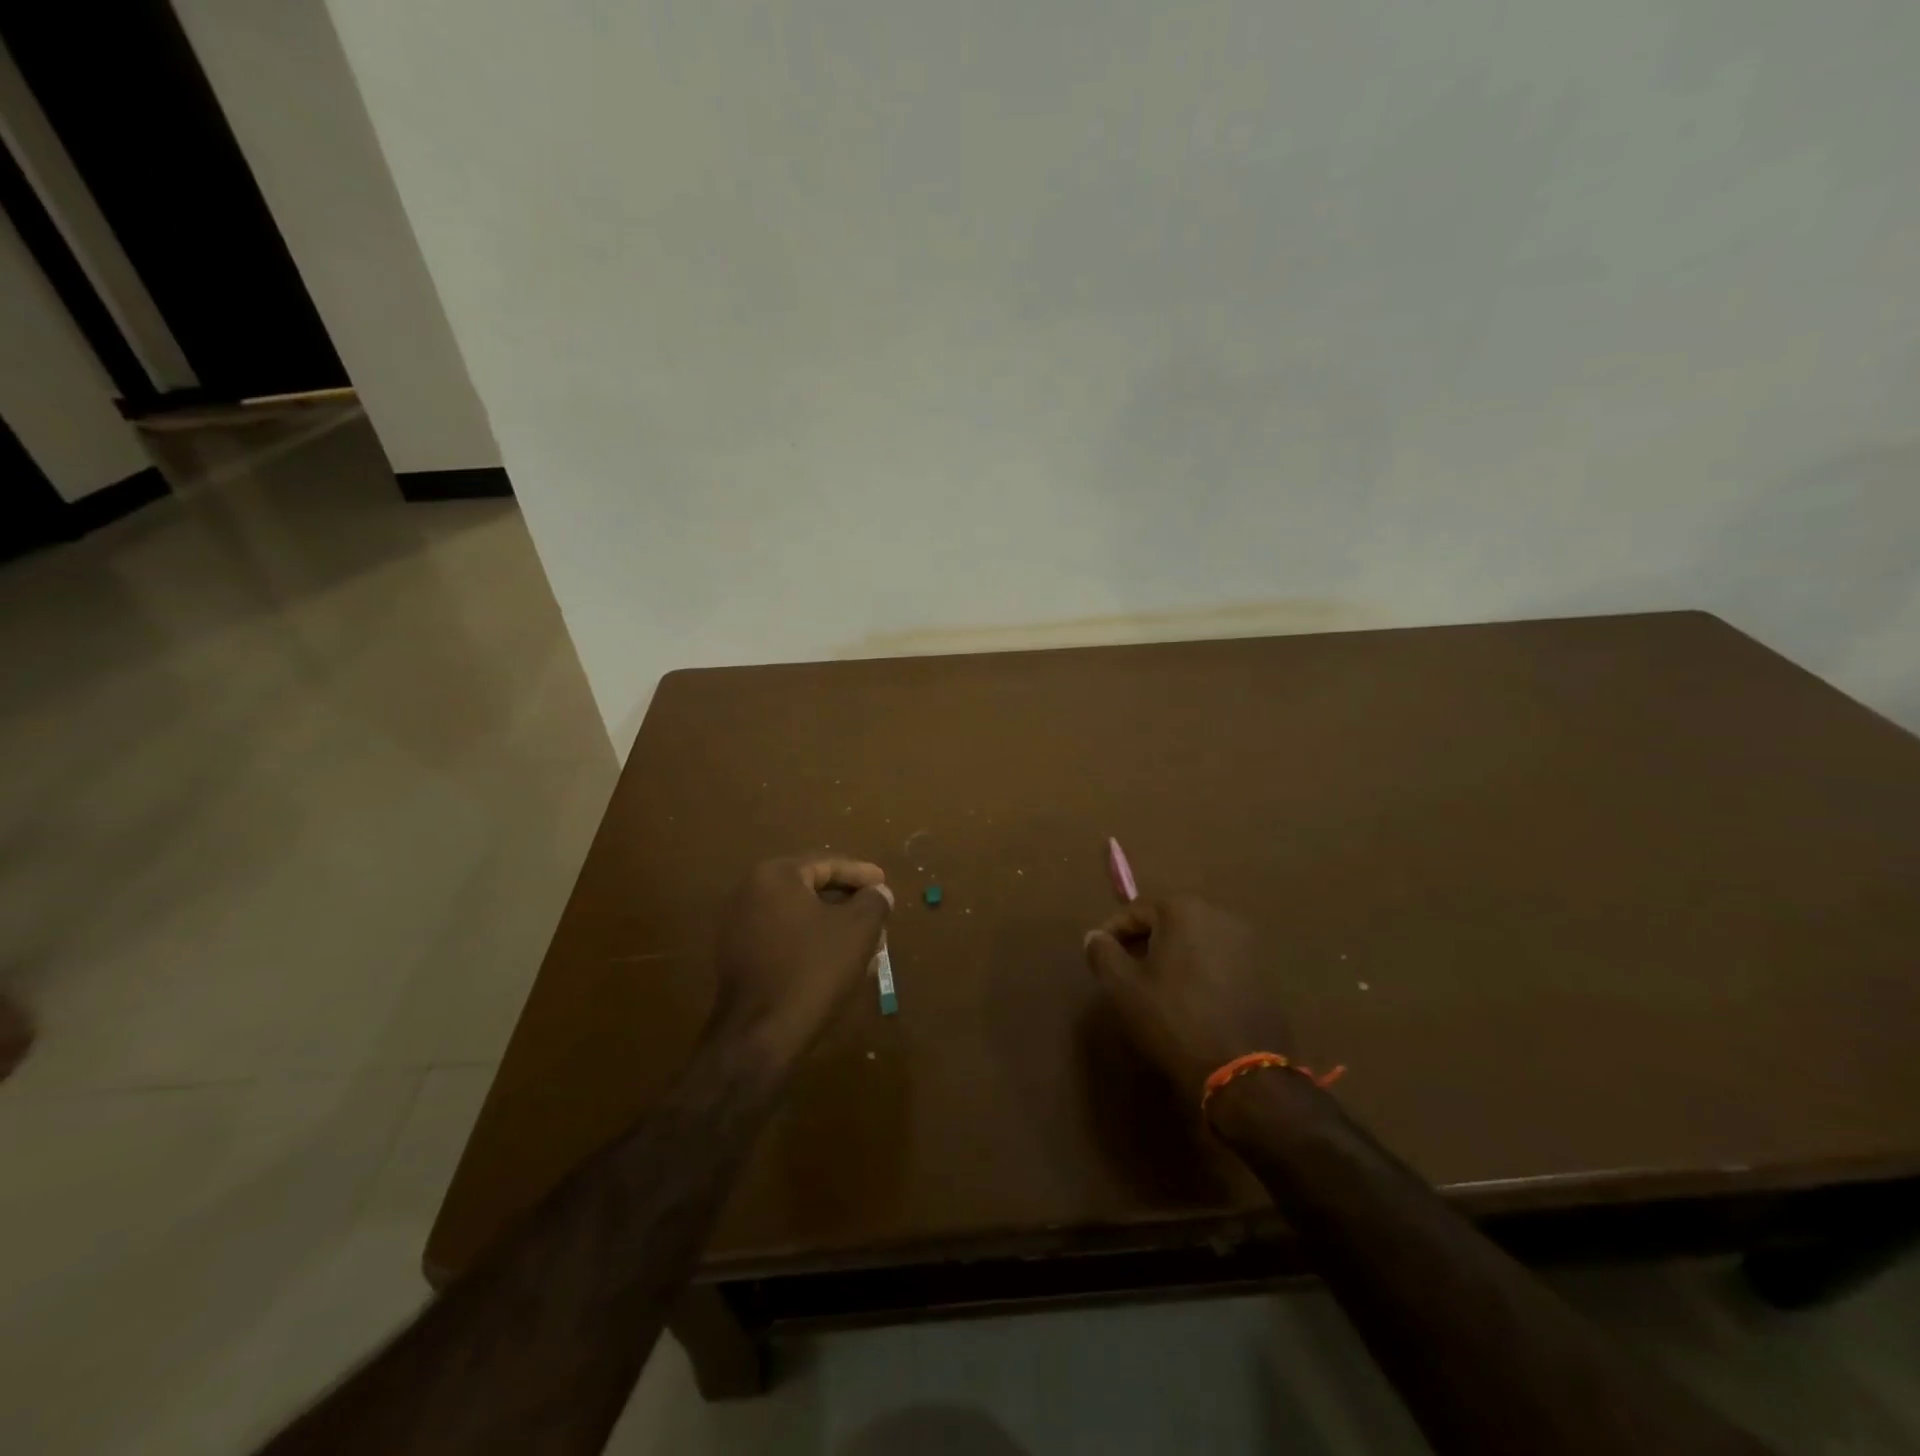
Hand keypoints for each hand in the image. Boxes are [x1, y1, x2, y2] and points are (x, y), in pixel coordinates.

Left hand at [710, 856, 893, 1069]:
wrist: (760, 1036)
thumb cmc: (813, 970)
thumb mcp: (858, 930)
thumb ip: (873, 901)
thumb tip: (878, 892)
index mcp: (775, 876)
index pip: (826, 864)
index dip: (861, 874)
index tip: (884, 884)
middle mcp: (750, 894)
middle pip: (811, 890)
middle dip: (849, 903)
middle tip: (878, 915)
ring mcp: (739, 928)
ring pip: (800, 918)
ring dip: (834, 927)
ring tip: (866, 943)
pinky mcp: (739, 960)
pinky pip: (785, 940)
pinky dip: (812, 945)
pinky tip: (839, 964)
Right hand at [1082, 896, 1291, 1104]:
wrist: (1241, 1068)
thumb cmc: (1172, 1017)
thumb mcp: (1123, 986)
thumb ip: (1102, 953)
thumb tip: (1095, 937)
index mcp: (1183, 910)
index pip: (1136, 910)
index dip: (1113, 932)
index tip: (1099, 956)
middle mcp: (1219, 915)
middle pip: (1169, 921)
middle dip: (1144, 941)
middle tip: (1125, 971)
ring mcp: (1247, 943)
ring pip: (1195, 940)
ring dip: (1173, 955)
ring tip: (1156, 987)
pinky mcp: (1263, 972)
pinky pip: (1219, 961)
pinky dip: (1199, 970)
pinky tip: (1189, 999)